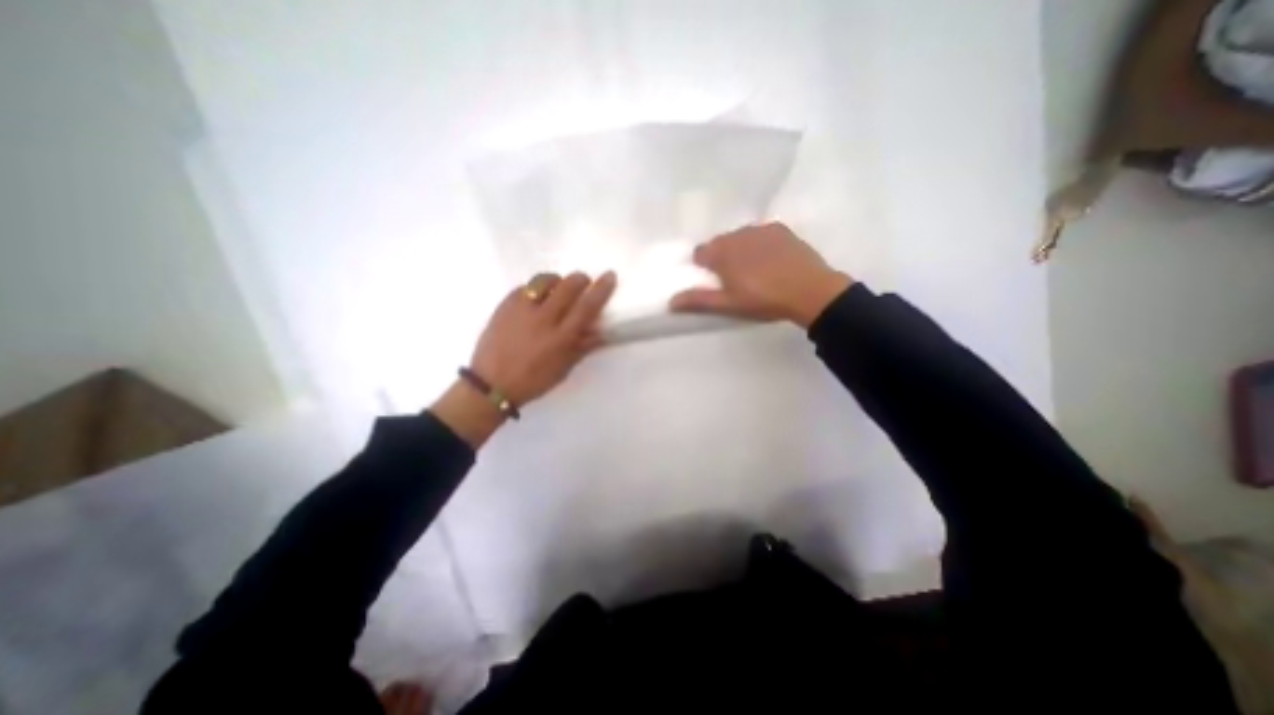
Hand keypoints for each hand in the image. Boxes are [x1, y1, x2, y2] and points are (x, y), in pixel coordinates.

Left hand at [475, 270, 620, 405]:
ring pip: (545, 280)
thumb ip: (583, 346)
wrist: (491, 384)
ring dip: (557, 281)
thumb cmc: (533, 380)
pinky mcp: (504, 305)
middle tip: (583, 282)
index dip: (601, 289)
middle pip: (568, 286)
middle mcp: (544, 318)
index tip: (610, 275)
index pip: (587, 306)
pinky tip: (535, 299)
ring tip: (557, 289)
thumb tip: (602, 332)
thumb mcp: (564, 368)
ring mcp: (522, 309)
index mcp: (561, 337)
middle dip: (580, 279)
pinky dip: (535, 288)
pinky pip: (525, 287)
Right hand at [667, 222, 854, 327]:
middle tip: (734, 278)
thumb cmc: (764, 300)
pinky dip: (760, 243)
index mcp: (722, 252)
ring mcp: (761, 229)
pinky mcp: (781, 230)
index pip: (700, 252)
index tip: (713, 279)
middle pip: (720, 243)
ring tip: (754, 270)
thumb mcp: (729, 304)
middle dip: (722, 257)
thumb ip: (699, 300)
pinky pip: (761, 233)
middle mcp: (738, 235)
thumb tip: (670, 302)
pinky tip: (771, 259)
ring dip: (740, 249)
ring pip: (741, 237)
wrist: (810, 291)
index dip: (704, 265)